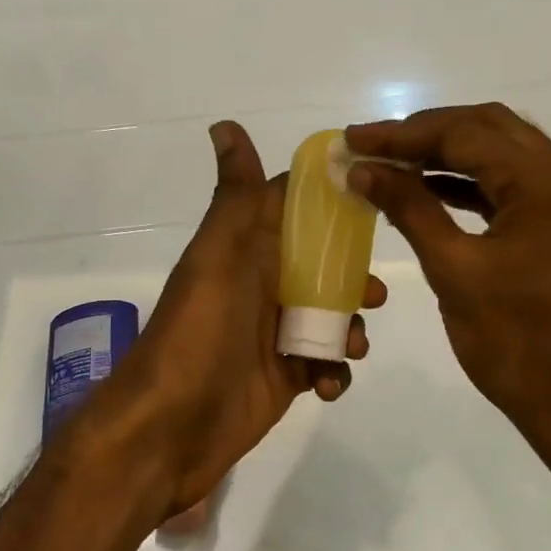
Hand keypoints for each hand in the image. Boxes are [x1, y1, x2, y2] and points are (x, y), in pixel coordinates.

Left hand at [92, 121, 384, 528]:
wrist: (171, 426)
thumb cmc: (201, 331)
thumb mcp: (220, 255)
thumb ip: (237, 197)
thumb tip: (224, 124)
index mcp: (248, 251)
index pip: (296, 212)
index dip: (333, 203)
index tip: (379, 196)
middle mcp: (262, 287)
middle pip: (323, 268)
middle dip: (354, 277)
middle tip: (373, 294)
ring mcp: (274, 335)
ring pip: (331, 317)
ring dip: (349, 328)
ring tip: (349, 346)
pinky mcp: (285, 377)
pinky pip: (325, 365)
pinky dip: (336, 371)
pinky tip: (328, 385)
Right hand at [345, 104, 550, 477]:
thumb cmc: (517, 343)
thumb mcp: (454, 270)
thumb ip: (409, 208)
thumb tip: (363, 168)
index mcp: (548, 183)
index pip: (467, 135)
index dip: (403, 134)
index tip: (354, 137)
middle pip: (489, 129)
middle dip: (426, 134)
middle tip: (372, 146)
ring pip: (501, 154)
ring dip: (447, 154)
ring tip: (391, 164)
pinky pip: (511, 186)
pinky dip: (469, 183)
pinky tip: (428, 190)